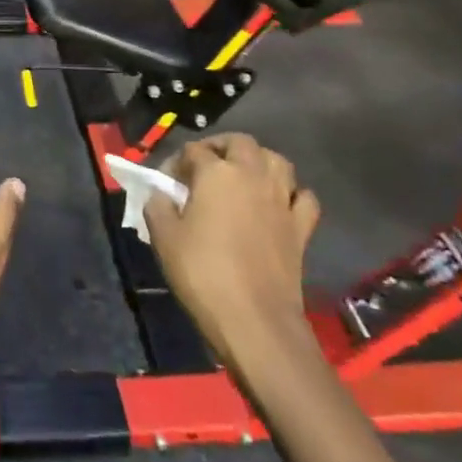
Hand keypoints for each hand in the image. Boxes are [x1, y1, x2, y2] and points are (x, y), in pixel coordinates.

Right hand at [143, 134, 321, 381]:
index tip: (165, 183)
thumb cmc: (202, 273)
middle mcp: (254, 176)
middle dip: (220, 147)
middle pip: (241, 143)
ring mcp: (282, 200)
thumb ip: (158, 205)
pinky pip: (303, 197)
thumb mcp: (163, 237)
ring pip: (277, 161)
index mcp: (217, 173)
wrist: (254, 319)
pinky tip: (277, 205)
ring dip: (258, 161)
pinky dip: (291, 194)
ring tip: (241, 177)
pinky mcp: (302, 228)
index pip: (193, 151)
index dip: (175, 162)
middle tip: (203, 167)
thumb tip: (161, 194)